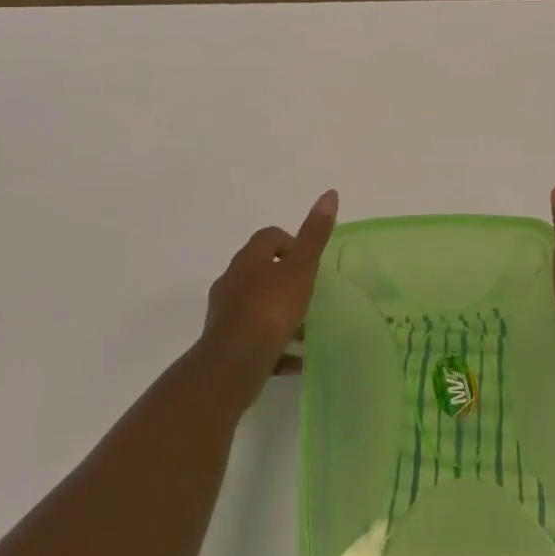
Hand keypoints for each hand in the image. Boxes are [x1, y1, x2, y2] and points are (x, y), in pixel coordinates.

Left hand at [201, 190, 338, 381]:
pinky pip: (254, 338)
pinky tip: (296, 361)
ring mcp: (225, 313)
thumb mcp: (301, 269)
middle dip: (284, 281)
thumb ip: (315, 235)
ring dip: (279, 313)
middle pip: (260, 272)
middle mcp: (232, 281)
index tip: (309, 262)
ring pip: (256, 306)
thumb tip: (330, 193)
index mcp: (248, 259)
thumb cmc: (271, 308)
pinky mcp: (225, 343)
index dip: (290, 243)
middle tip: (309, 294)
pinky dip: (274, 345)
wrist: (234, 362)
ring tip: (306, 331)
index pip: (268, 237)